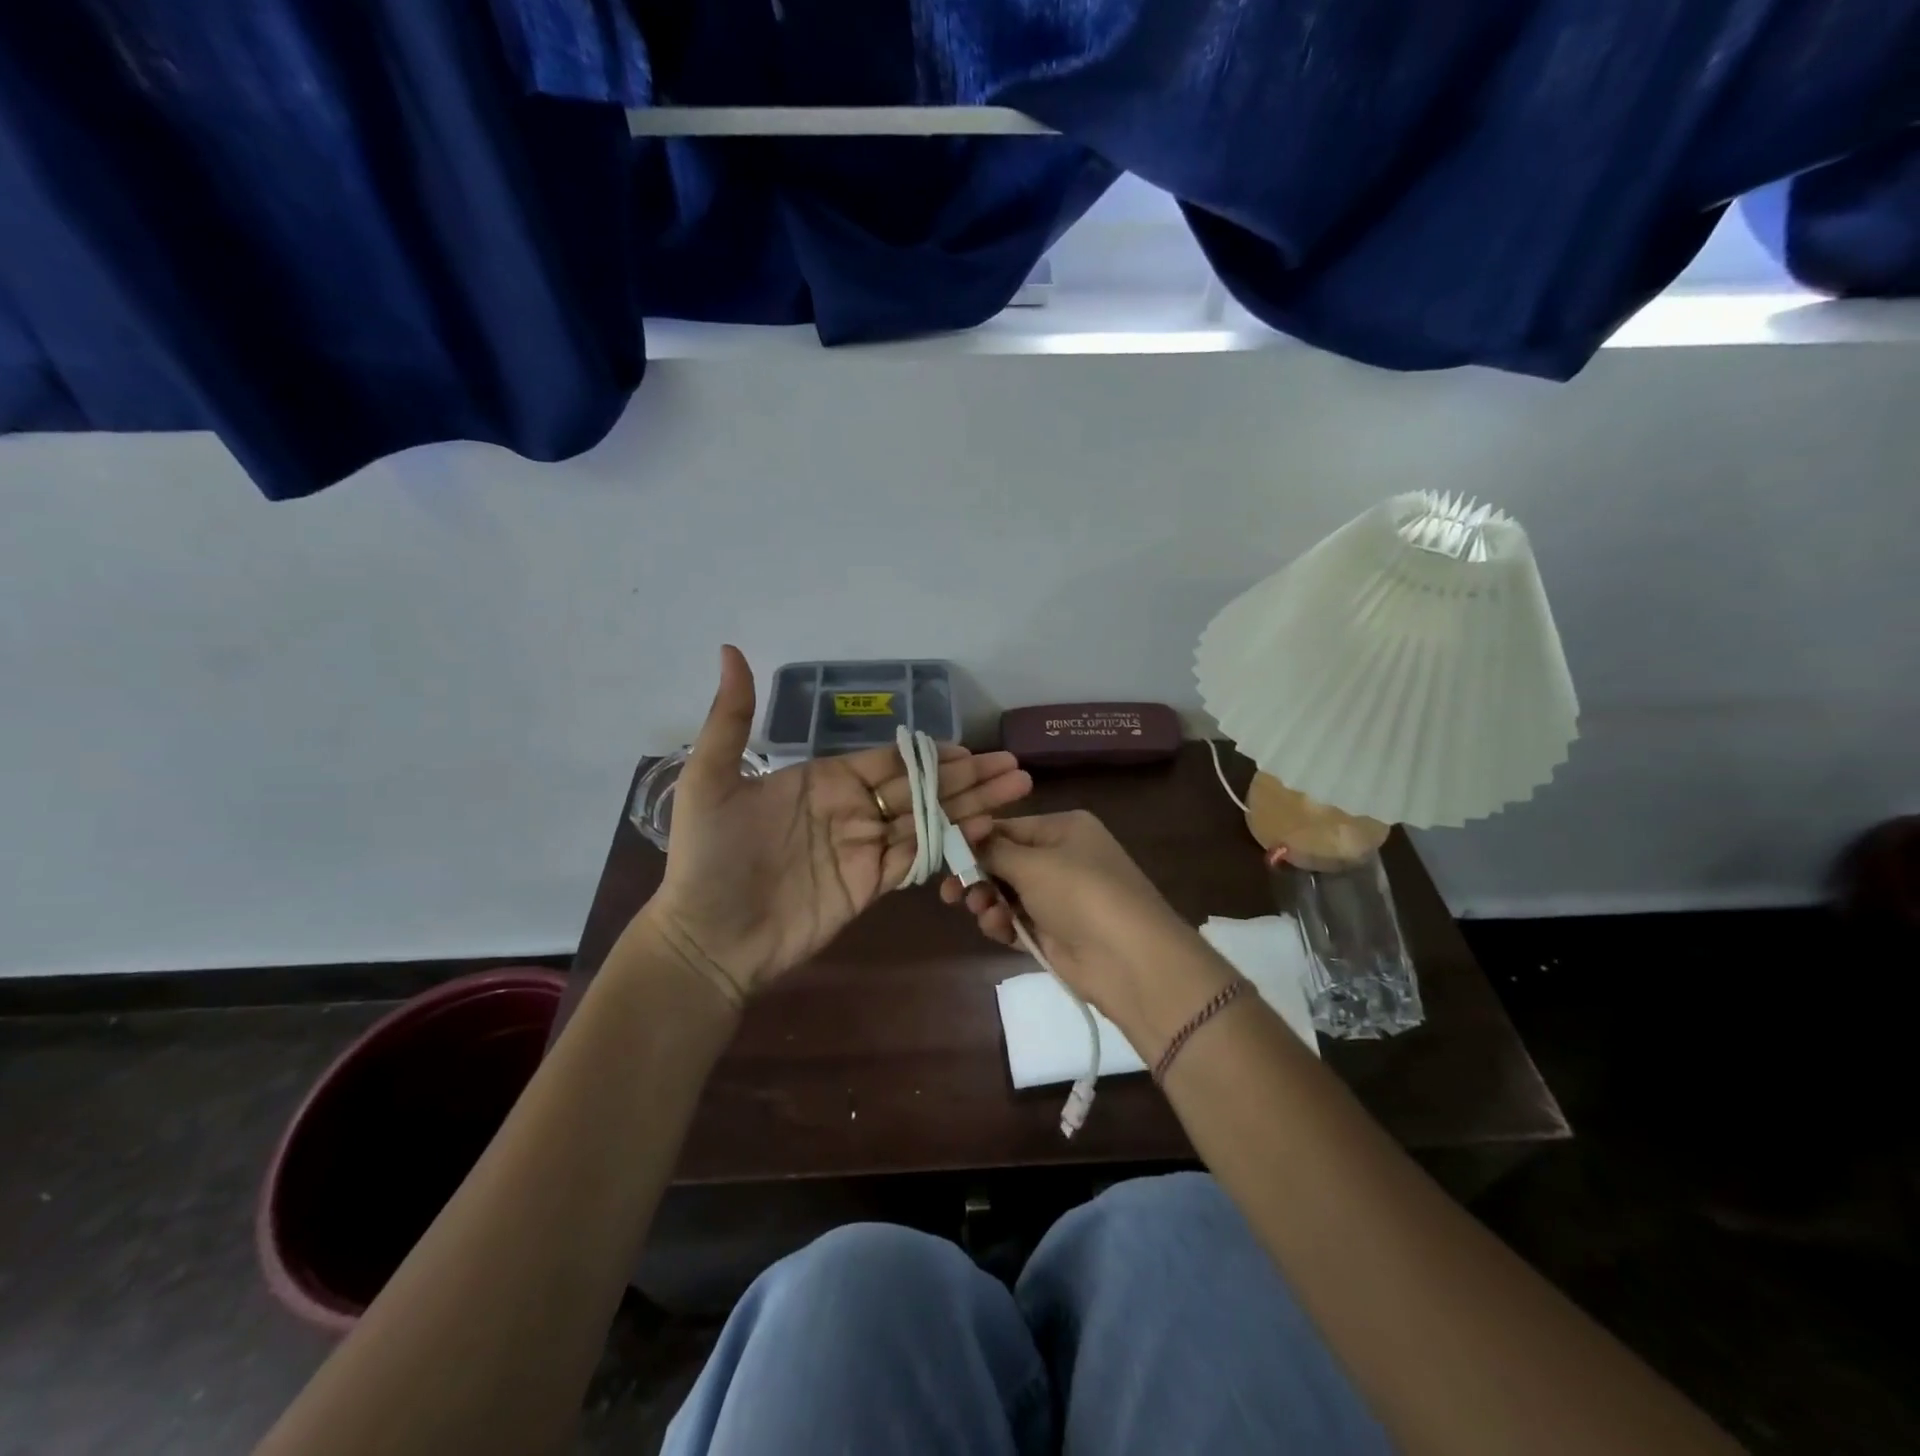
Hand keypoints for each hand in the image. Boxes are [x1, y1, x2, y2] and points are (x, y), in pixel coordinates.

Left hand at [638, 647, 1032, 1003]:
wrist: (707, 937)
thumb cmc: (708, 857)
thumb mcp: (709, 780)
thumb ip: (732, 719)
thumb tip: (730, 649)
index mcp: (824, 780)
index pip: (889, 761)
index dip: (930, 754)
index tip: (970, 749)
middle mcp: (852, 809)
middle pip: (920, 787)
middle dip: (967, 777)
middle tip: (1013, 767)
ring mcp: (864, 848)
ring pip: (928, 820)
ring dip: (972, 806)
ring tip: (1017, 792)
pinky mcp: (871, 885)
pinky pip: (918, 858)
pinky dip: (951, 844)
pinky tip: (984, 830)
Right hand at [939, 810, 1229, 1039]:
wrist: (1130, 959)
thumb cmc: (1080, 893)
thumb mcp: (1032, 863)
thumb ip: (992, 851)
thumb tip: (963, 835)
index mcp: (1065, 828)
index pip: (1008, 827)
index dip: (974, 840)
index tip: (943, 855)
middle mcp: (1063, 857)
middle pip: (1005, 861)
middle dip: (977, 875)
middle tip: (948, 892)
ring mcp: (1060, 897)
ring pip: (1008, 893)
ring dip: (988, 902)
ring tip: (981, 912)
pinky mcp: (1056, 932)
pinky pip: (1018, 921)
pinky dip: (1003, 924)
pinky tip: (996, 929)